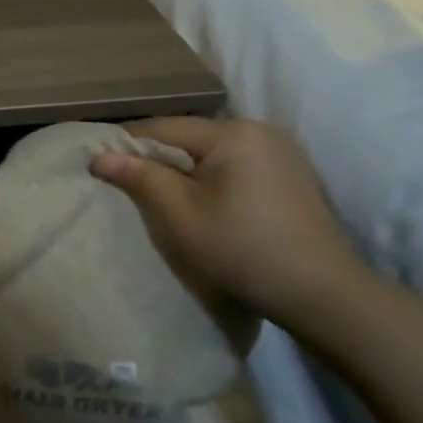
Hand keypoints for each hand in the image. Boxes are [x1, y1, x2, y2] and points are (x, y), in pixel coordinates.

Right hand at [89, 117, 368, 326]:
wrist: (322, 294)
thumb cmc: (241, 250)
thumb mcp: (180, 215)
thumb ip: (140, 177)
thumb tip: (99, 155)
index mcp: (233, 133)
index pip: (163, 128)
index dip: (128, 144)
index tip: (100, 163)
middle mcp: (260, 130)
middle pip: (190, 137)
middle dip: (159, 157)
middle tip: (130, 183)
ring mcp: (282, 151)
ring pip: (213, 151)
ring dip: (186, 168)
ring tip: (164, 195)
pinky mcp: (293, 174)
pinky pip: (238, 164)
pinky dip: (214, 177)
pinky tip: (207, 203)